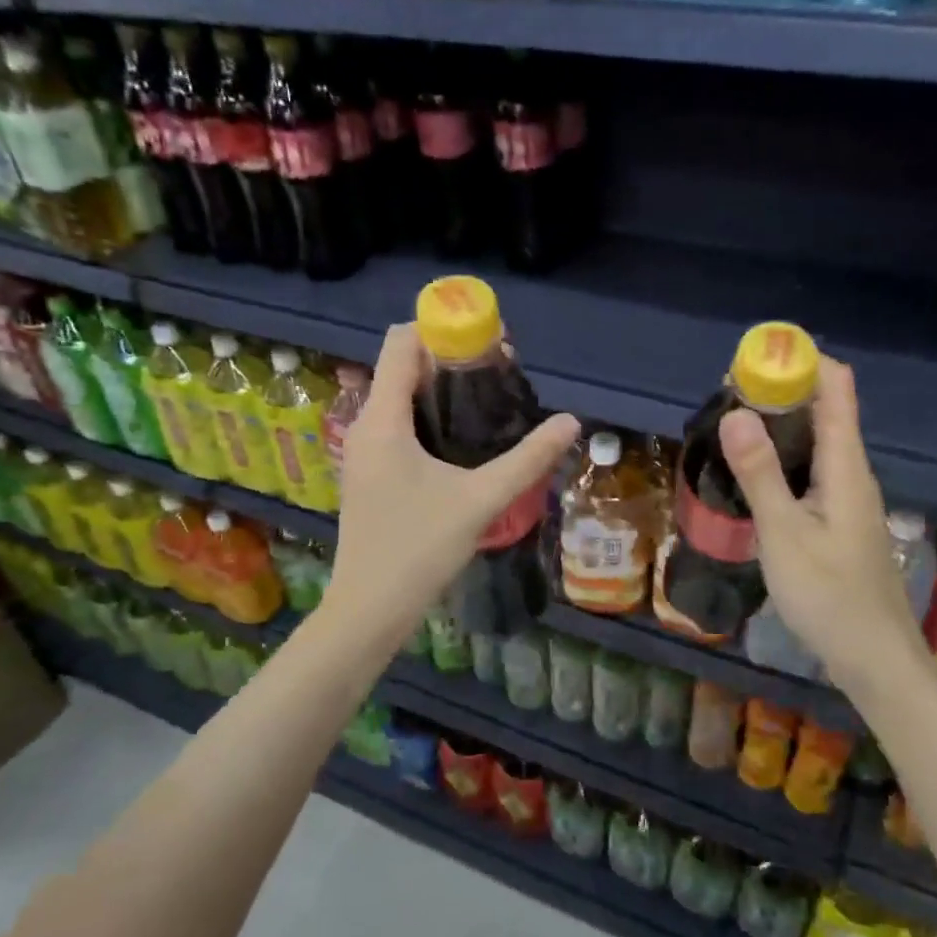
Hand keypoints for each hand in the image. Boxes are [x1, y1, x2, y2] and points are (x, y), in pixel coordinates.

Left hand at [323, 323, 580, 650]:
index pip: (401, 342)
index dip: (442, 328)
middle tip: (500, 372)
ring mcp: (365, 451)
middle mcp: (367, 426)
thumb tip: (571, 422)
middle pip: (403, 366)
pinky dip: (429, 416)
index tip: (487, 340)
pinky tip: (464, 439)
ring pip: (401, 397)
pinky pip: (398, 424)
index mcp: (383, 419)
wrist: (369, 609)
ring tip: (489, 401)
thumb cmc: (418, 549)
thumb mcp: (480, 500)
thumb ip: (527, 459)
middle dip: (449, 359)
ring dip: (441, 389)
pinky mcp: (371, 473)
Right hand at [717, 357, 923, 692]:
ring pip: (818, 442)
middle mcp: (853, 473)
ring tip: (732, 423)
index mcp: (846, 466)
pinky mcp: (840, 521)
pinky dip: (784, 457)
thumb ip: (760, 473)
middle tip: (729, 391)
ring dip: (781, 424)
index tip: (757, 355)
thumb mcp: (785, 534)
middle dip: (782, 390)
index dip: (804, 361)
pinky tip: (755, 474)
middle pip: (825, 411)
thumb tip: (736, 412)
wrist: (874, 659)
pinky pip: (812, 470)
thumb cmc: (829, 596)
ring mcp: (849, 499)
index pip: (838, 389)